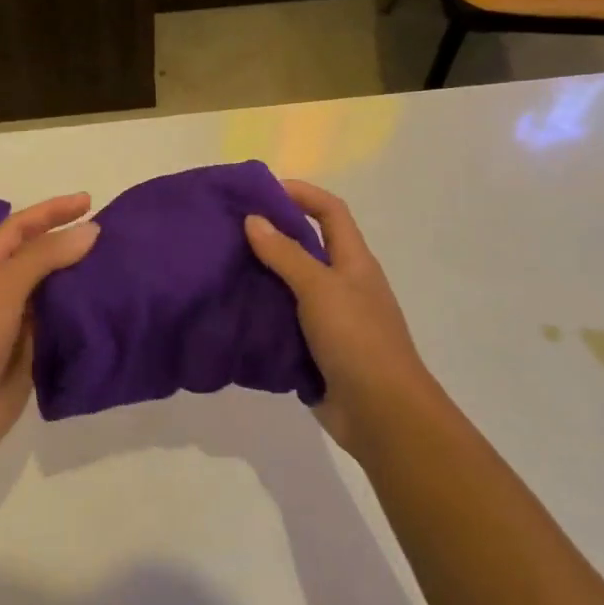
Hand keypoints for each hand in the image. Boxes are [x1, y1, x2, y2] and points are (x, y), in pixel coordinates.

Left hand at [0, 193, 99, 473]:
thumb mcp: (0, 291)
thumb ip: (43, 258)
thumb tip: (90, 231)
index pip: (20, 228)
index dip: (52, 210)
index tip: (90, 202)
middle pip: (39, 258)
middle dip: (70, 243)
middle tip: (113, 238)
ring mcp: (14, 325)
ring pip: (53, 292)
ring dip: (80, 280)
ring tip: (119, 269)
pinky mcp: (30, 355)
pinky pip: (60, 326)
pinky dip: (81, 315)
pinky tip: (108, 309)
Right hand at [245, 180, 443, 455]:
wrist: (382, 413)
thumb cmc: (357, 339)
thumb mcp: (320, 288)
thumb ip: (285, 254)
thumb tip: (253, 219)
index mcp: (353, 261)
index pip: (330, 211)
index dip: (301, 194)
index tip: (261, 191)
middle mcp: (343, 284)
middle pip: (307, 246)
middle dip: (272, 234)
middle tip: (229, 230)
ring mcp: (330, 319)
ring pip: (291, 286)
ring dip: (262, 276)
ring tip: (222, 267)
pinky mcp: (315, 349)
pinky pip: (284, 322)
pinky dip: (262, 314)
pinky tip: (232, 311)